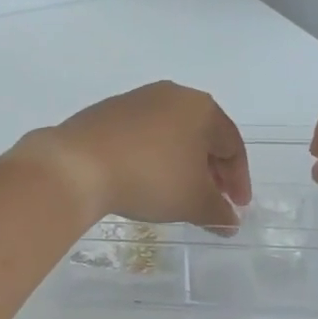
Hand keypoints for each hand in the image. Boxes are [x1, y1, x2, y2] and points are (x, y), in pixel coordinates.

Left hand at [18, 81, 252, 229]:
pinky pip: (142, 136)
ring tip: (178, 194)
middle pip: (202, 136)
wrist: (78, 164)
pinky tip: (144, 180)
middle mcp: (172, 95)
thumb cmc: (150, 177)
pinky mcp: (107, 112)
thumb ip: (218, 213)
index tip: (236, 208)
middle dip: (211, 171)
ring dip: (182, 164)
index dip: (238, 180)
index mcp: (201, 108)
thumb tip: (230, 223)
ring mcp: (136, 100)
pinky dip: (153, 158)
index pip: (232, 145)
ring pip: (172, 134)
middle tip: (211, 201)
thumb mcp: (192, 201)